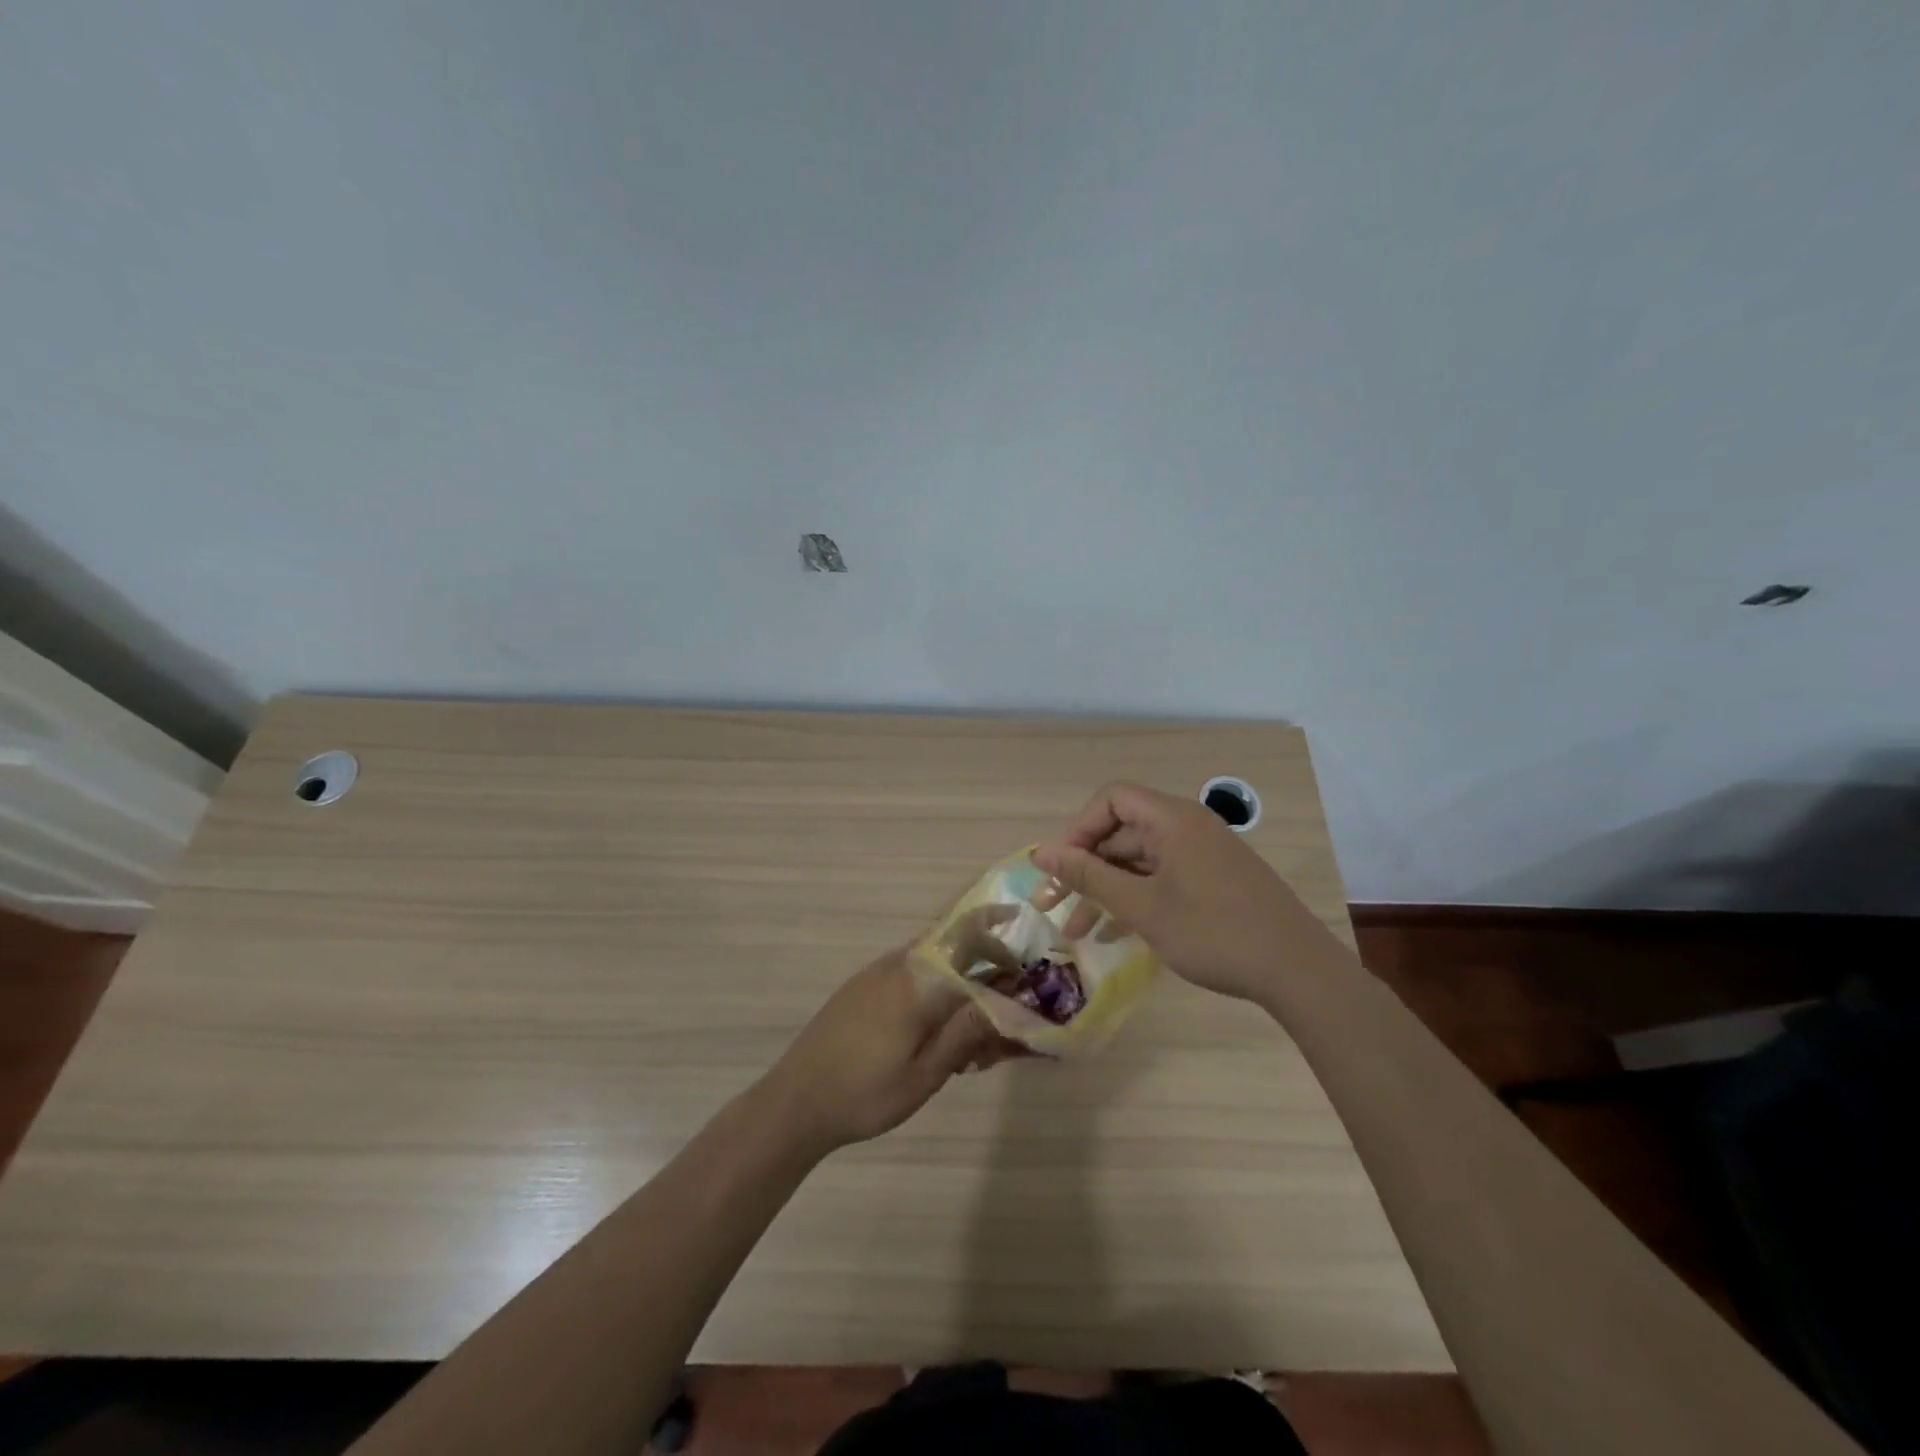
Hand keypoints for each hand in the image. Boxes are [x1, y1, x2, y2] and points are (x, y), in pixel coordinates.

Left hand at [760, 946, 1020, 1153]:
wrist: (794, 1102)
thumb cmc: (865, 1093)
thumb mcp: (925, 1074)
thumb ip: (967, 1032)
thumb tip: (1009, 1000)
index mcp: (917, 980)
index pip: (967, 937)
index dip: (998, 932)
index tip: (1023, 937)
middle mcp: (897, 965)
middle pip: (952, 943)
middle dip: (986, 960)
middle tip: (1009, 994)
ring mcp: (875, 974)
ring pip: (931, 961)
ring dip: (960, 977)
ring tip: (975, 1023)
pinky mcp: (861, 988)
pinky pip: (909, 973)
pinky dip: (934, 988)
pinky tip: (937, 1029)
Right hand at [1032, 782, 1335, 1001]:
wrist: (1298, 971)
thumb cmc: (1214, 932)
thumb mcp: (1142, 907)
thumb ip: (1089, 876)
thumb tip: (1040, 852)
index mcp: (1172, 820)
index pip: (1111, 800)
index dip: (1079, 829)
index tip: (1061, 869)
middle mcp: (1187, 828)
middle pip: (1122, 833)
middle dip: (1084, 869)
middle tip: (1051, 907)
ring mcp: (1202, 856)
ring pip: (1139, 862)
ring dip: (1106, 891)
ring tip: (1077, 932)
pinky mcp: (1213, 882)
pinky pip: (1161, 879)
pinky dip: (1136, 900)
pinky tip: (1114, 934)